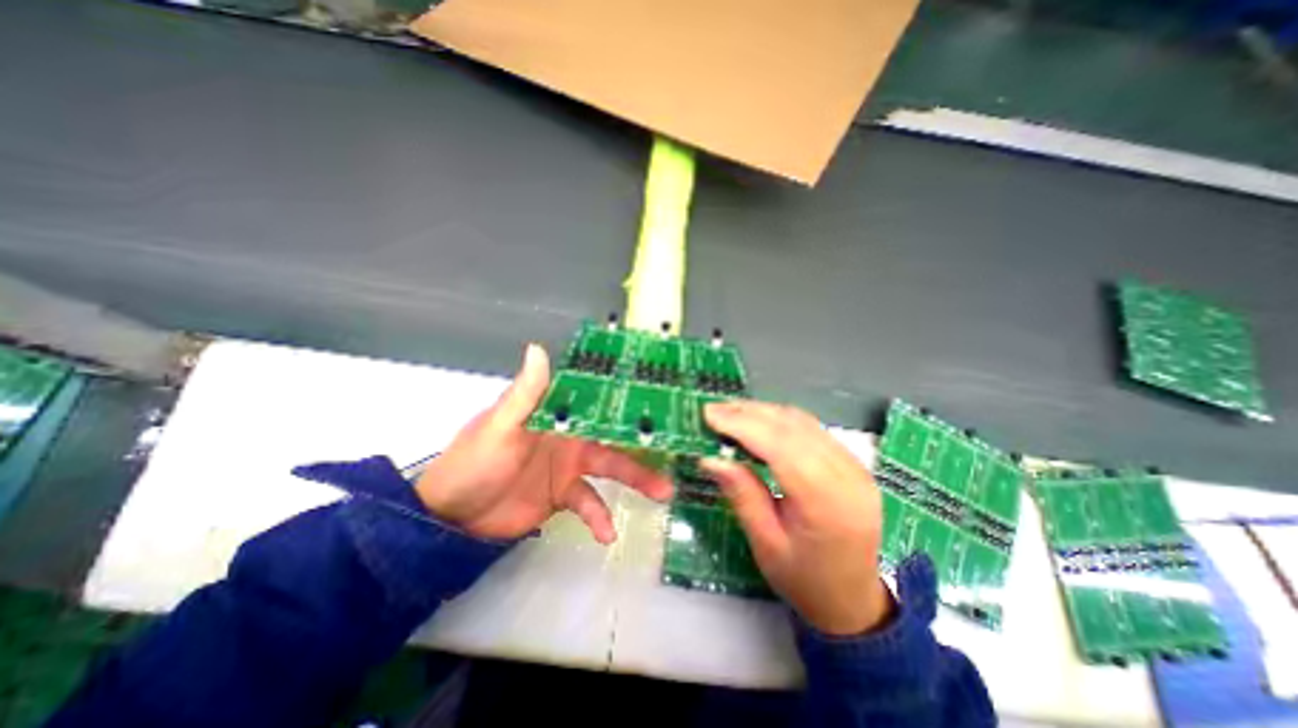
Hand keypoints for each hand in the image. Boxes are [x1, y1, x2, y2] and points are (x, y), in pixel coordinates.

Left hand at [416, 343, 675, 543]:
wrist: (453, 517)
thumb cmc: (475, 463)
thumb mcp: (500, 426)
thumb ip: (525, 393)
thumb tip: (539, 348)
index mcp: (557, 412)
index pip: (596, 399)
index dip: (625, 396)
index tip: (659, 395)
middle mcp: (569, 434)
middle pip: (614, 434)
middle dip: (644, 441)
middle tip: (675, 447)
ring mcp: (570, 465)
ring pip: (612, 467)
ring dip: (637, 479)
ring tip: (664, 492)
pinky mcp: (565, 494)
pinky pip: (591, 503)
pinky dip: (601, 516)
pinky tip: (608, 534)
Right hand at [701, 401, 894, 633]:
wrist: (853, 599)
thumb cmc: (804, 580)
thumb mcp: (765, 544)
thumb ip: (742, 494)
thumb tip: (711, 457)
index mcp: (827, 504)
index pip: (781, 447)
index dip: (743, 425)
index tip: (709, 414)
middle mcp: (848, 477)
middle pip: (793, 428)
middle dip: (749, 413)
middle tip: (714, 410)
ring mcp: (856, 466)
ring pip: (803, 422)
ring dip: (763, 412)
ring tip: (730, 412)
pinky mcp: (853, 462)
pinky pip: (812, 429)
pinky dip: (780, 420)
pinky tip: (758, 422)